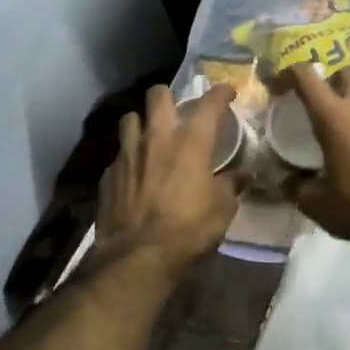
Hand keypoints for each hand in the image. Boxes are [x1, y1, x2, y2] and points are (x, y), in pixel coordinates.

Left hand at [95, 84, 237, 272]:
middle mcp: (156, 138)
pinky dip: (129, 158)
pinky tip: (135, 173)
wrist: (138, 256)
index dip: (220, 93)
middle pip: (157, 95)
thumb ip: (231, 185)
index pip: (209, 103)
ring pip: (130, 118)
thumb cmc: (189, 229)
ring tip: (150, 136)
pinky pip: (119, 154)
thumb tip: (241, 175)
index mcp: (191, 142)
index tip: (227, 93)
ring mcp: (127, 154)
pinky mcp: (109, 174)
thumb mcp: (223, 209)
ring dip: (141, 122)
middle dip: (169, 96)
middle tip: (177, 109)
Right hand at [282, 67, 349, 240]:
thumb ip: (297, 188)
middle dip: (330, 80)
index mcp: (334, 116)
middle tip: (319, 104)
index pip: (307, 76)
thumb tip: (286, 182)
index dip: (288, 74)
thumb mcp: (318, 203)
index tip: (277, 88)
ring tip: (341, 130)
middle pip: (346, 72)